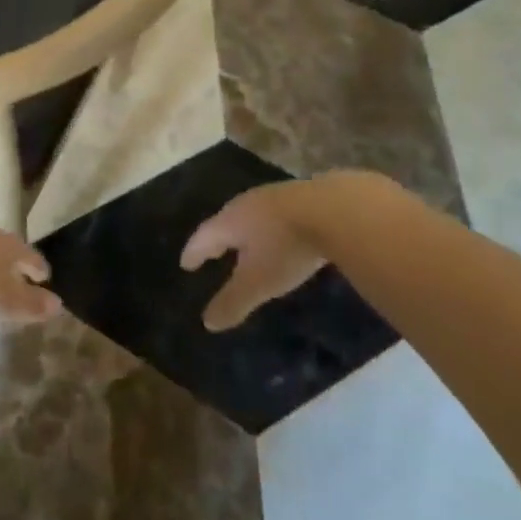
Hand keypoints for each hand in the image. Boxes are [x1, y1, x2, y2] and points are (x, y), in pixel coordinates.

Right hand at [181, 177, 353, 330]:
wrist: (335, 209)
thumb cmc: (286, 247)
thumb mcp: (259, 282)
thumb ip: (233, 301)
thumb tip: (207, 322)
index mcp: (230, 221)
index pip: (203, 237)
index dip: (194, 253)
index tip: (185, 265)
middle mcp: (247, 204)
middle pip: (226, 222)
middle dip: (218, 239)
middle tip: (212, 252)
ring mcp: (275, 197)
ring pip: (252, 215)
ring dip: (246, 231)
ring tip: (246, 245)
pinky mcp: (303, 196)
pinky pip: (277, 214)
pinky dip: (271, 227)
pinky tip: (282, 235)